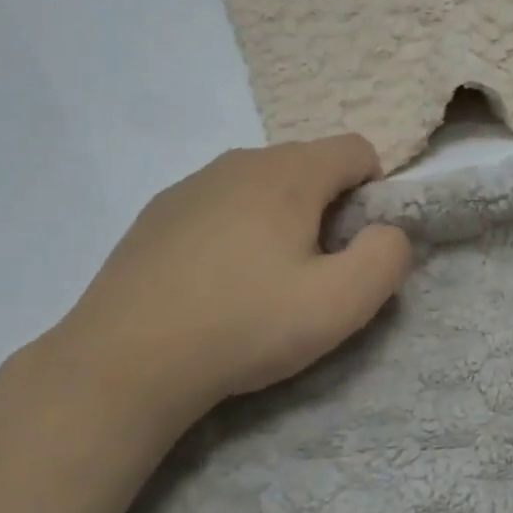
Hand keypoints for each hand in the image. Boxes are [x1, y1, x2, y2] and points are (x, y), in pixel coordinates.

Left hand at [45, 135, 411, 439]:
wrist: (124, 363)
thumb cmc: (245, 326)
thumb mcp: (342, 303)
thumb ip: (387, 257)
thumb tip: (388, 232)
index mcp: (288, 173)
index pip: (356, 150)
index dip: (374, 193)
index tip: (355, 247)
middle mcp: (238, 162)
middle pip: (309, 166)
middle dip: (328, 210)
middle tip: (313, 274)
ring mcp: (190, 185)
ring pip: (263, 187)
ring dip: (282, 222)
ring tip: (263, 284)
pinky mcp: (157, 214)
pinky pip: (221, 206)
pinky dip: (236, 232)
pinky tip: (217, 286)